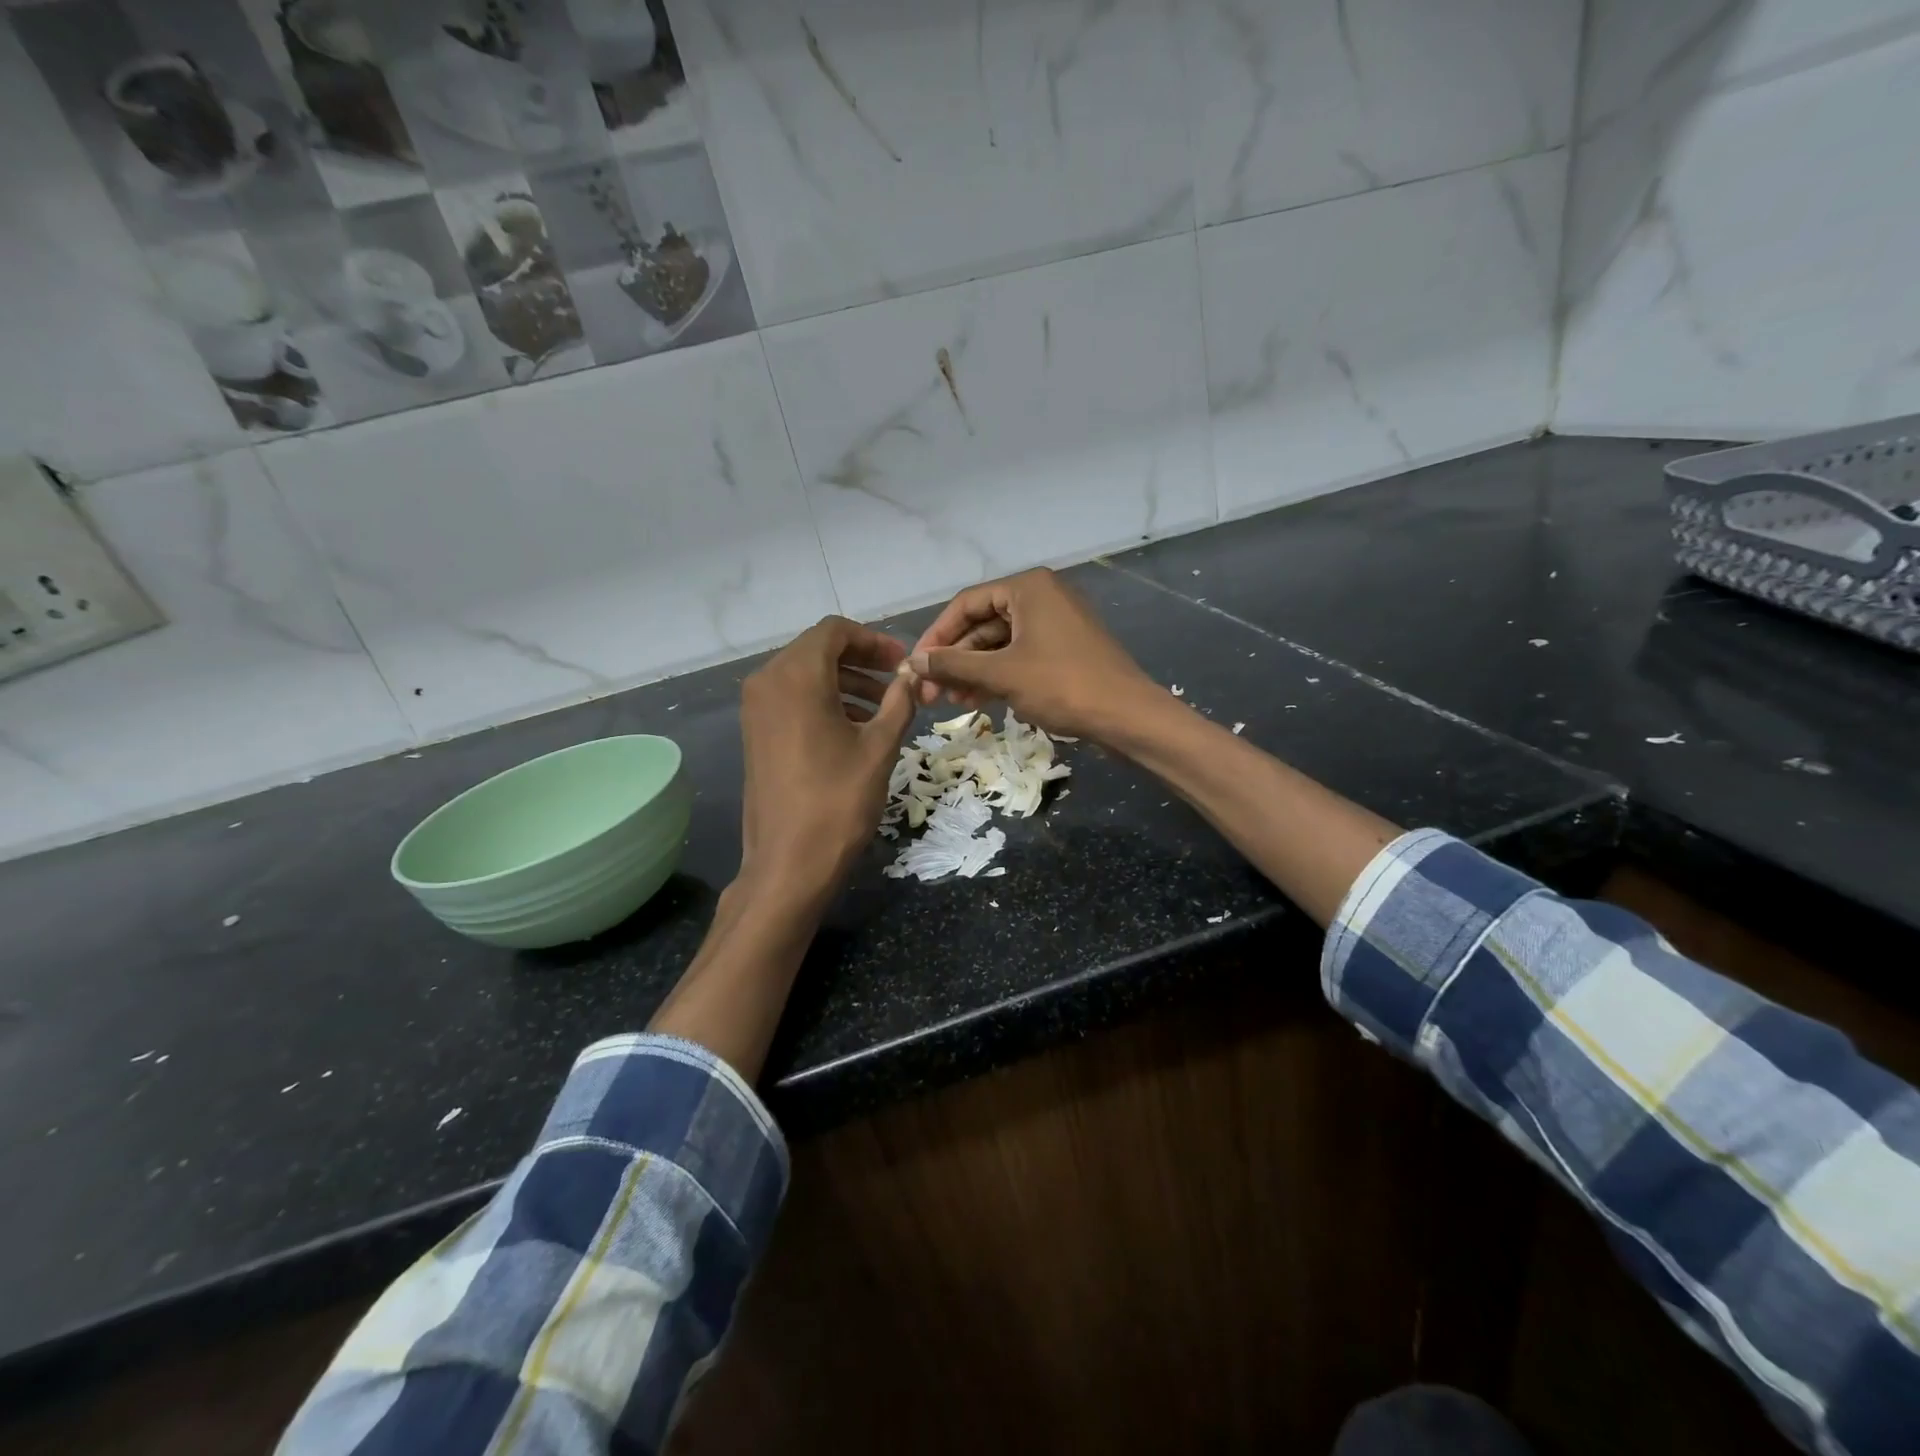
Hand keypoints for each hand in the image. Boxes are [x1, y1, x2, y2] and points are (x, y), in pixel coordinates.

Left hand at [738, 615, 915, 907]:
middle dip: (860, 659)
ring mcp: (756, 709)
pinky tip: (854, 726)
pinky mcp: (755, 733)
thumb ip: (899, 702)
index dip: (873, 640)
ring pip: (804, 674)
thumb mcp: (879, 747)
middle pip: (817, 649)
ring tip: (883, 706)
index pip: (834, 631)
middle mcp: (767, 682)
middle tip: (897, 680)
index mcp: (796, 677)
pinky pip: (791, 698)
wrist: (789, 863)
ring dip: (844, 681)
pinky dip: (823, 700)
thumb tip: (912, 676)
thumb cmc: (838, 801)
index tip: (902, 661)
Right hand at [906, 568, 1158, 740]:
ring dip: (973, 671)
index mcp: (1027, 588)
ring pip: (1000, 643)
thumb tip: (913, 661)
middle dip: (954, 659)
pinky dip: (997, 675)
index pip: (966, 604)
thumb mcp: (1002, 674)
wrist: (1127, 716)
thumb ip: (954, 664)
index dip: (936, 636)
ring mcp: (1055, 623)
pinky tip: (977, 701)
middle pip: (982, 624)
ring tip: (951, 702)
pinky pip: (1019, 656)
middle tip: (930, 692)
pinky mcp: (1064, 649)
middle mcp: (1041, 596)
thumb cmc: (1062, 685)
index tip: (916, 666)